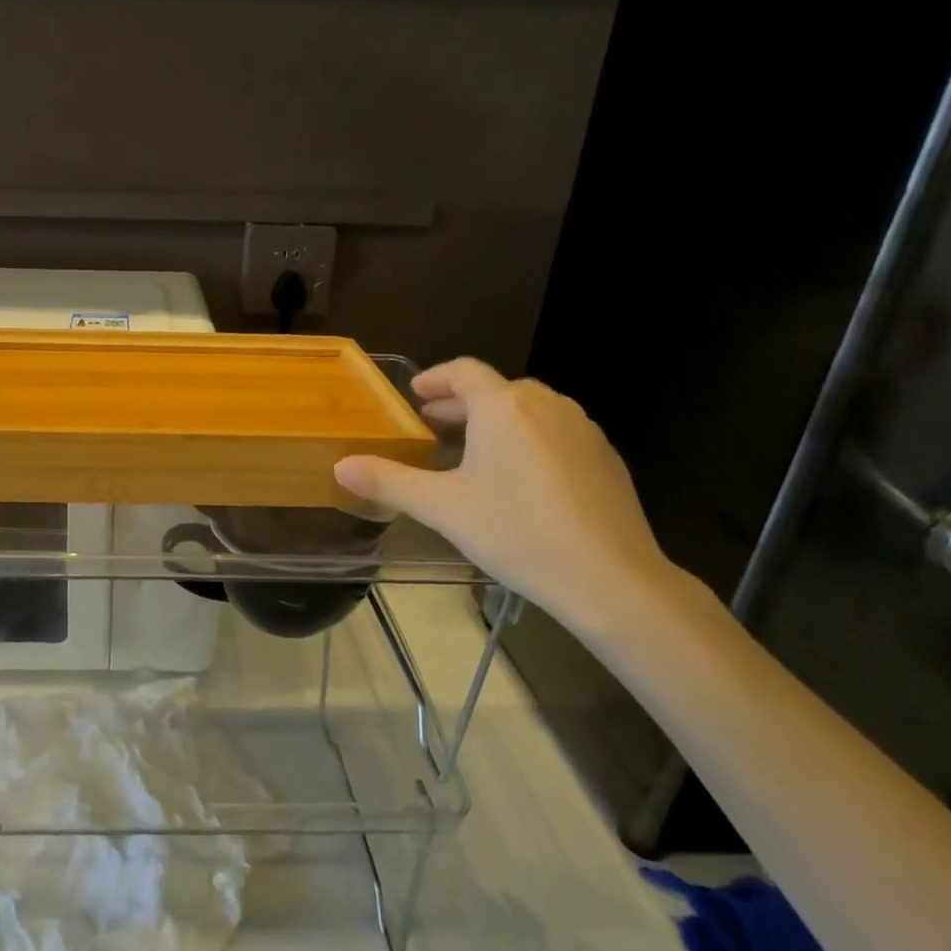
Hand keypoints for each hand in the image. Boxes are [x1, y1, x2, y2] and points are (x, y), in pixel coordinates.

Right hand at [336, 358, 677, 635]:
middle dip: (462, 405)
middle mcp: (546, 405)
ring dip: (497, 421)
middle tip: (434, 428)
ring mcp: (583, 430)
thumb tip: (340, 466)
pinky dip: (529, 440)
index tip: (415, 395)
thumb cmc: (515, 531)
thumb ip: (388, 481)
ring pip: (530, 410)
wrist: (610, 578)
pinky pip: (557, 433)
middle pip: (497, 390)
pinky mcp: (606, 459)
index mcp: (503, 407)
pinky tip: (521, 480)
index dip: (435, 379)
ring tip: (475, 452)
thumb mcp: (441, 507)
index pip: (464, 372)